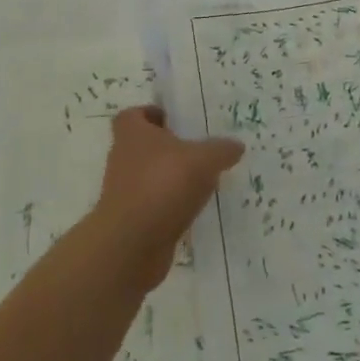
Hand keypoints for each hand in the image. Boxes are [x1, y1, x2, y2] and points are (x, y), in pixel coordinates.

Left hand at [93, 106, 243, 292]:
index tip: (177, 122)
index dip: (153, 114)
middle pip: (146, 146)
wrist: (131, 245)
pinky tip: (195, 210)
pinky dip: (171, 207)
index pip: (135, 115)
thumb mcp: (203, 160)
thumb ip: (221, 150)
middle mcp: (122, 158)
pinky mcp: (131, 221)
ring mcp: (124, 192)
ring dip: (172, 179)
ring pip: (151, 177)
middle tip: (200, 150)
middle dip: (170, 148)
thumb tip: (236, 145)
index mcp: (132, 133)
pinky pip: (155, 205)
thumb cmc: (162, 185)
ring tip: (204, 181)